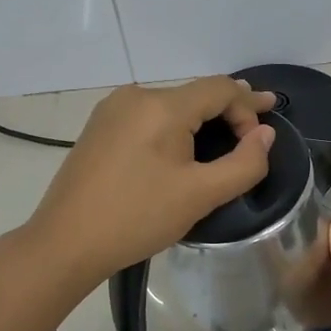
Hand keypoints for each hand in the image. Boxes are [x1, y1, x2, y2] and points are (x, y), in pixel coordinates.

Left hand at [25, 77, 276, 289]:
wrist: (65, 242)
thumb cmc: (137, 217)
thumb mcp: (201, 195)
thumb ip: (244, 163)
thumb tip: (265, 135)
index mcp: (162, 105)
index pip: (220, 88)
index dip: (249, 106)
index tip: (265, 134)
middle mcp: (136, 95)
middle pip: (195, 94)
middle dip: (228, 111)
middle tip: (255, 129)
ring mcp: (112, 109)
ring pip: (171, 105)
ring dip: (200, 120)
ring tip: (224, 138)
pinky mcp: (99, 127)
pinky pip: (148, 117)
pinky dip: (173, 126)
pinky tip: (181, 147)